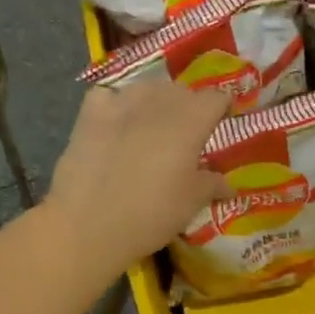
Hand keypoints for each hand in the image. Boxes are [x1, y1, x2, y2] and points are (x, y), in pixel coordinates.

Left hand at [44, 79, 230, 269]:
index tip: (221, 124)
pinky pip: (108, 94)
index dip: (222, 108)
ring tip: (152, 124)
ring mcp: (121, 104)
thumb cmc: (151, 215)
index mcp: (191, 121)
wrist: (87, 226)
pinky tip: (116, 121)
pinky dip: (116, 102)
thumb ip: (212, 184)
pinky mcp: (90, 114)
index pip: (216, 98)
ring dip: (156, 100)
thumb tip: (226, 183)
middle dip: (189, 106)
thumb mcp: (191, 203)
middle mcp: (158, 103)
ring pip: (147, 87)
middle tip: (187, 133)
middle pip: (182, 90)